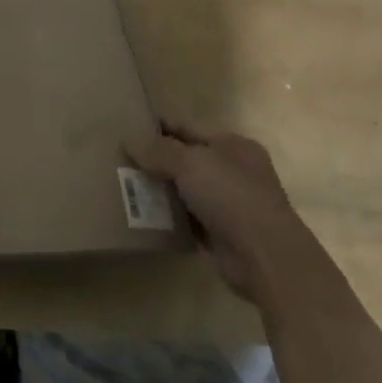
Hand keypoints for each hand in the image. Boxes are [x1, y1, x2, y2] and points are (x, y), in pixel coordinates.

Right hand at [126, 123, 308, 302]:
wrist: (264, 256)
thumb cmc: (231, 195)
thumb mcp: (190, 162)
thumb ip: (158, 150)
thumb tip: (128, 140)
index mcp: (232, 145)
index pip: (187, 128)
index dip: (158, 126)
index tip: (126, 127)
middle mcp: (232, 171)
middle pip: (184, 159)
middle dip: (154, 159)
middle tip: (118, 157)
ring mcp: (228, 203)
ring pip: (183, 189)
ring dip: (158, 189)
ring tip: (122, 184)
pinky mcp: (220, 233)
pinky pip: (185, 218)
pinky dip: (167, 216)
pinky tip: (141, 214)